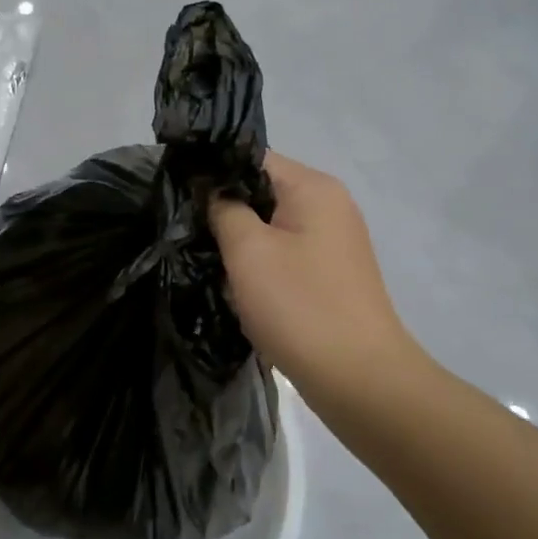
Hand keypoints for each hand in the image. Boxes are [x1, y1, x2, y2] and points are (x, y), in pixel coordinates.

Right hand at [209, 152, 422, 402]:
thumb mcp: (248, 251)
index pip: (251, 158)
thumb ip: (223, 208)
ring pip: (270, 225)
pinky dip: (260, 265)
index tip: (178, 195)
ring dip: (241, 242)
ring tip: (210, 261)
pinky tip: (239, 287)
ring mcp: (333, 241)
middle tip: (189, 233)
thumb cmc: (300, 306)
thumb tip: (210, 188)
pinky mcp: (330, 274)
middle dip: (224, 210)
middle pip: (261, 190)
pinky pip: (284, 253)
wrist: (360, 380)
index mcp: (314, 188)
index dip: (212, 172)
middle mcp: (330, 205)